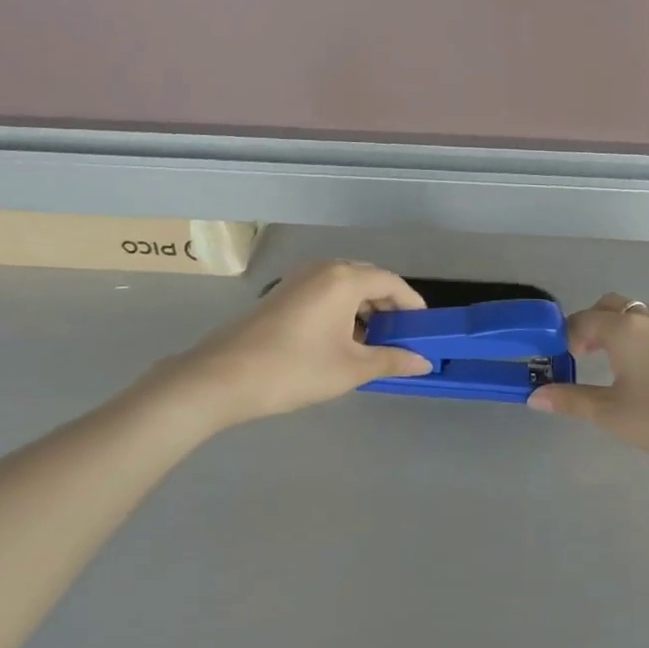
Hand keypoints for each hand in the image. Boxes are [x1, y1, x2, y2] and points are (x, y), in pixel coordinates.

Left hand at [159, 262, 431, 431]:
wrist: (223, 377)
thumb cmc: (295, 369)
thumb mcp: (351, 369)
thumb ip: (392, 360)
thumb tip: (425, 362)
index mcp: (344, 279)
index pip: (391, 282)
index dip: (413, 304)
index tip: (425, 329)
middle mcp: (323, 269)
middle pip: (368, 279)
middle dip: (389, 306)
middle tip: (402, 337)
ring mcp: (298, 280)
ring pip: (345, 287)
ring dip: (365, 310)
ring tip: (374, 344)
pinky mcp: (282, 295)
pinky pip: (324, 294)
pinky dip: (342, 311)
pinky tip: (342, 342)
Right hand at [528, 295, 648, 474]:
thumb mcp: (609, 414)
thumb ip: (570, 400)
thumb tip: (535, 396)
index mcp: (623, 329)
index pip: (584, 320)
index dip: (565, 336)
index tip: (558, 361)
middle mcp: (648, 320)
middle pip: (612, 306)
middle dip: (591, 324)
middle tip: (580, 356)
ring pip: (639, 313)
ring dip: (619, 326)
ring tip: (611, 358)